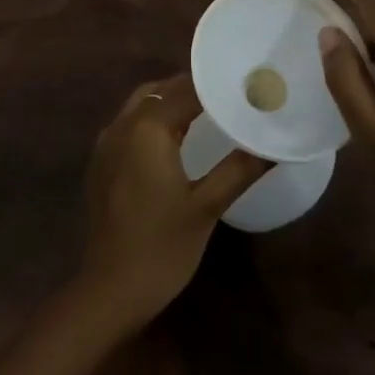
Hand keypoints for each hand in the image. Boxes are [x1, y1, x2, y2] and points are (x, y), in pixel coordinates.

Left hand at [75, 74, 270, 331]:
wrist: (110, 291)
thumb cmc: (162, 247)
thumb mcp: (206, 207)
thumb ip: (239, 169)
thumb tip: (273, 146)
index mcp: (148, 128)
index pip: (185, 89)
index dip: (215, 84)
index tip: (243, 83)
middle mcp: (122, 125)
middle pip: (160, 90)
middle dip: (192, 88)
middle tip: (228, 96)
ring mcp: (106, 143)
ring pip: (141, 105)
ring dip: (170, 101)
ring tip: (206, 112)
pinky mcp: (101, 162)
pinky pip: (129, 124)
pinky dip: (152, 119)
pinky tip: (174, 140)